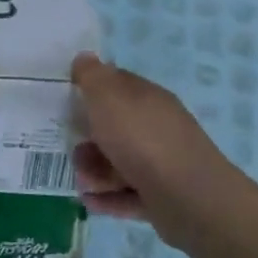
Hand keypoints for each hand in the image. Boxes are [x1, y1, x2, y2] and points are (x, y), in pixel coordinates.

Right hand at [71, 52, 230, 226]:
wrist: (189, 198)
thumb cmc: (142, 139)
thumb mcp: (107, 97)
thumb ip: (92, 76)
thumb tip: (84, 57)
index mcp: (148, 98)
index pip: (118, 84)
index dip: (92, 88)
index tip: (68, 98)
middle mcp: (158, 127)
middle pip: (116, 127)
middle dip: (89, 137)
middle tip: (73, 147)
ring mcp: (162, 164)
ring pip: (120, 162)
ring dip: (95, 170)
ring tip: (83, 180)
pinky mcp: (162, 198)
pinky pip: (127, 194)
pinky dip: (107, 197)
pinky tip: (89, 200)